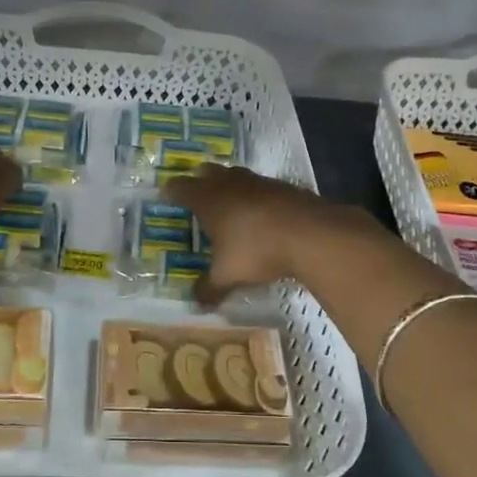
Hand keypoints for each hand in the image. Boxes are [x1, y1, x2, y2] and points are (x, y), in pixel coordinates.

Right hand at [161, 164, 371, 305]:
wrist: (311, 234)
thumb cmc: (257, 250)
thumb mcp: (228, 275)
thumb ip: (210, 288)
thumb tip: (196, 303)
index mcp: (209, 200)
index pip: (181, 188)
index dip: (171, 191)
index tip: (165, 195)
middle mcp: (231, 184)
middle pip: (208, 172)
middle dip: (200, 180)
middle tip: (196, 192)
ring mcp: (260, 183)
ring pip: (237, 176)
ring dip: (230, 185)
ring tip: (229, 201)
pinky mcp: (286, 188)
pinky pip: (263, 187)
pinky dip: (257, 197)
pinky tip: (262, 214)